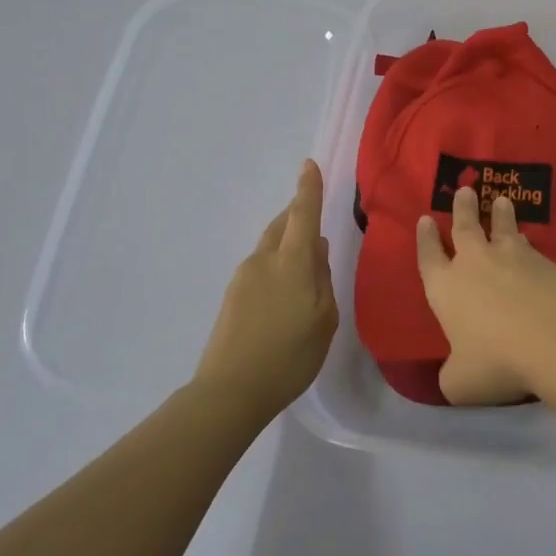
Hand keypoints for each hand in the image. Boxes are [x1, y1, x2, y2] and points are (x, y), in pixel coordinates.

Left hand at [194, 160, 338, 419]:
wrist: (231, 390)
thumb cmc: (290, 356)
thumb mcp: (324, 319)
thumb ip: (323, 279)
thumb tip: (319, 250)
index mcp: (292, 262)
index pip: (303, 215)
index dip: (308, 189)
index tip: (309, 164)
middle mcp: (264, 260)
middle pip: (282, 225)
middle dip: (297, 214)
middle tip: (313, 212)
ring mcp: (243, 277)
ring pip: (270, 246)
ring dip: (287, 241)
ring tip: (305, 257)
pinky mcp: (232, 296)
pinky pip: (260, 266)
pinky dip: (276, 263)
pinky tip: (286, 287)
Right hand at [414, 186, 555, 405]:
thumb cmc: (497, 361)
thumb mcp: (461, 382)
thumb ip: (451, 374)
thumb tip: (453, 374)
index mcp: (445, 288)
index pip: (429, 256)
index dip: (425, 238)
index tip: (426, 219)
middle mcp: (474, 264)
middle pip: (465, 227)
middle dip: (462, 208)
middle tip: (464, 190)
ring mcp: (512, 258)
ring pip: (501, 227)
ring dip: (499, 214)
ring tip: (501, 201)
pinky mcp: (544, 262)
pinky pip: (529, 245)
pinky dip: (525, 239)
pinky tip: (529, 241)